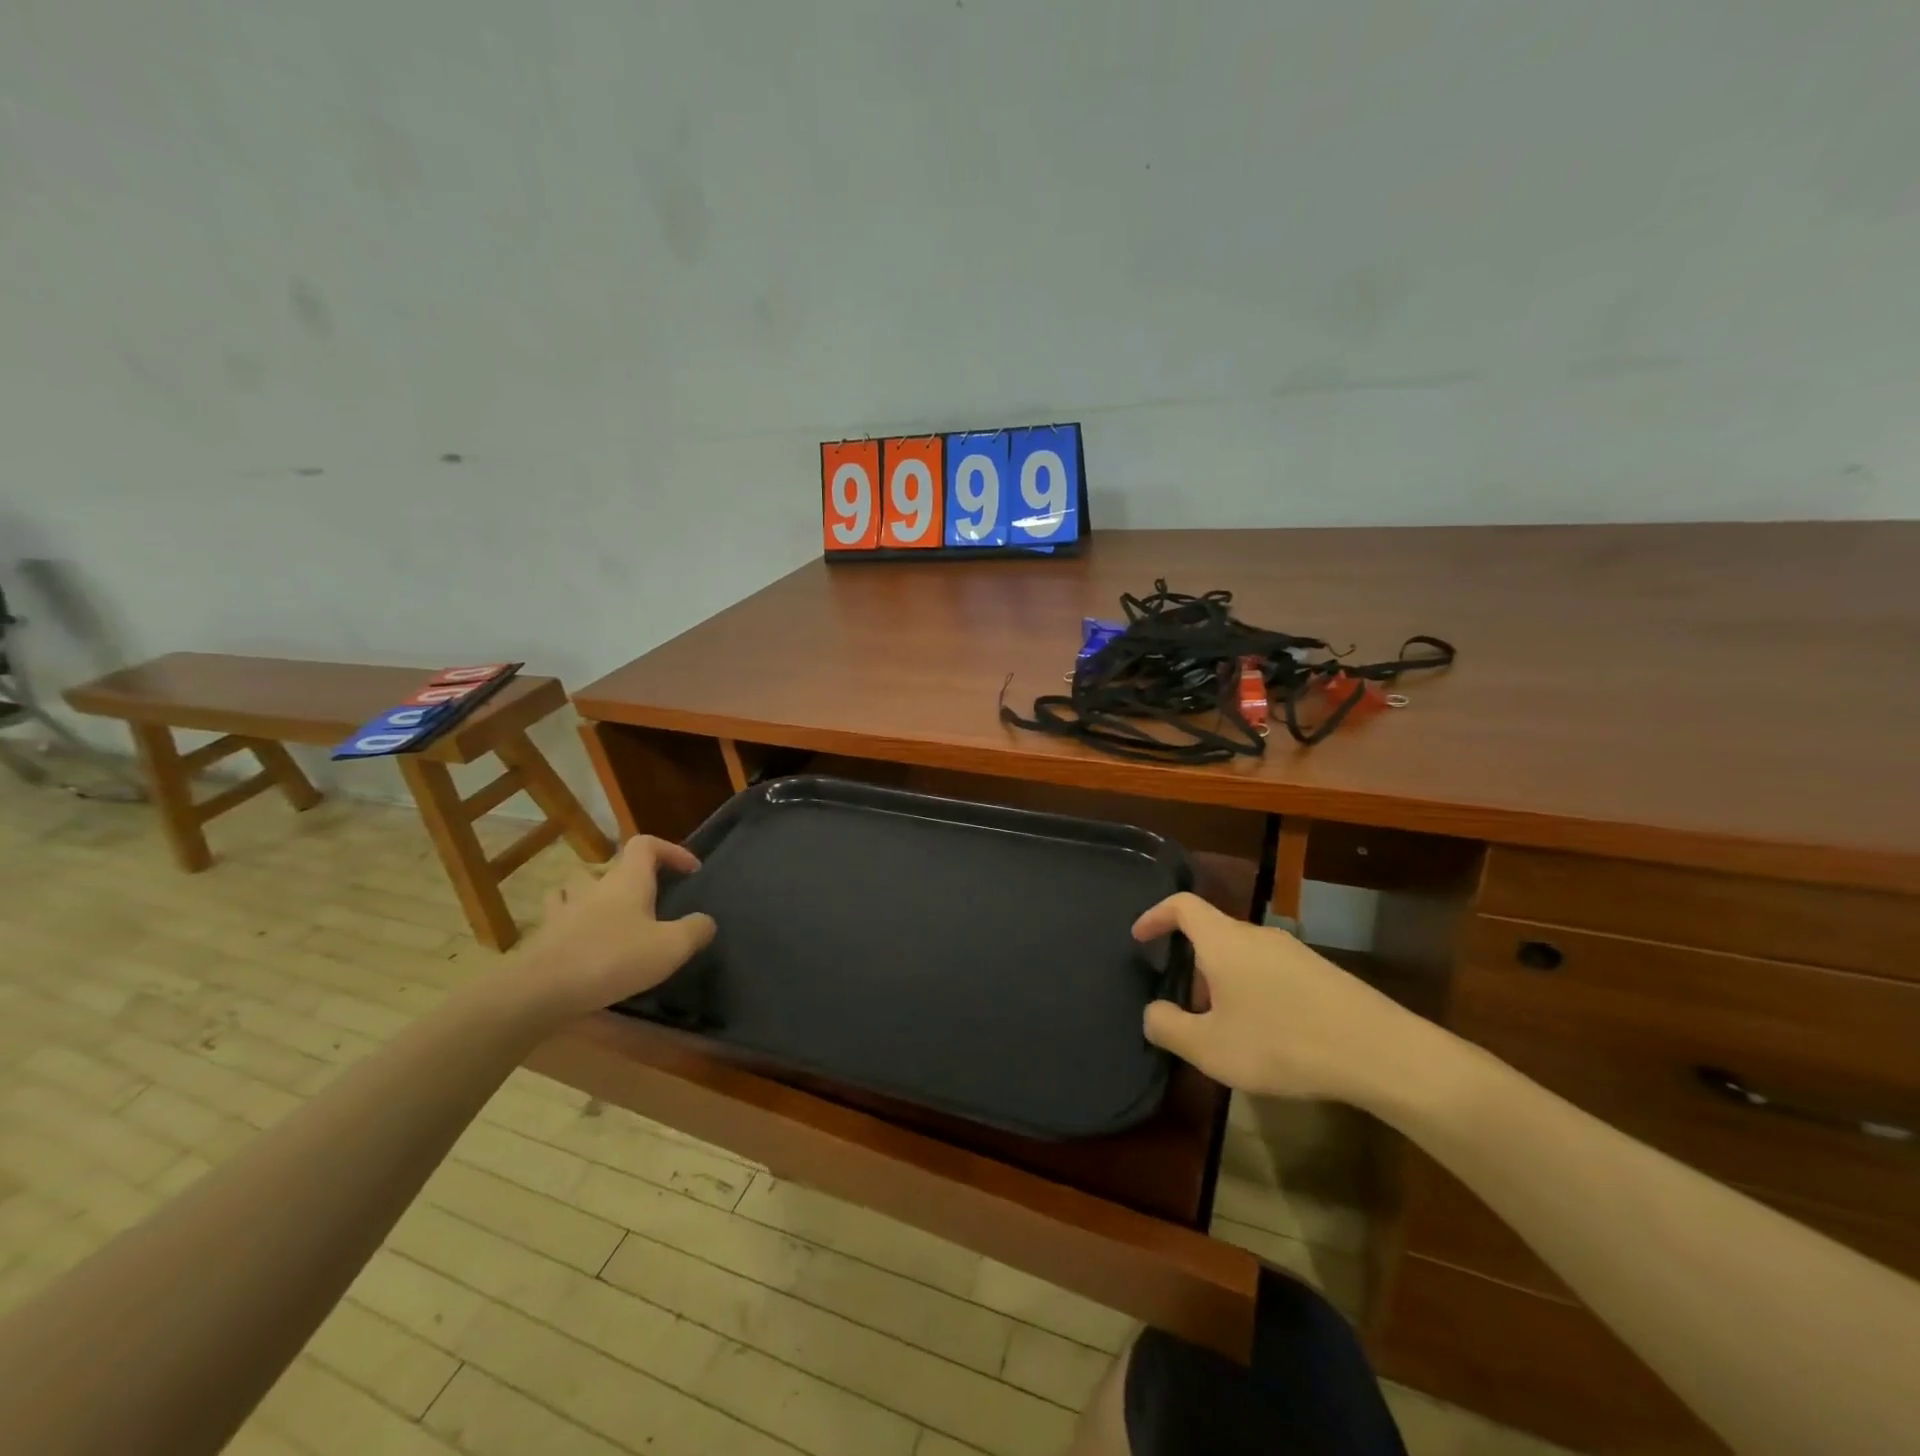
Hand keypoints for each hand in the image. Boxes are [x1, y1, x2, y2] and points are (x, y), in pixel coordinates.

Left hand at [512, 835, 716, 1021]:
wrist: (539, 990)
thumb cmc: (612, 959)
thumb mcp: (670, 948)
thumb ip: (695, 930)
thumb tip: (706, 921)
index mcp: (627, 880)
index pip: (646, 844)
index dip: (670, 850)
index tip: (690, 871)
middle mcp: (594, 886)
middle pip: (611, 865)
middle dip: (632, 877)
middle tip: (649, 900)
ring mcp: (562, 909)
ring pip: (575, 886)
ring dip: (592, 892)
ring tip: (607, 913)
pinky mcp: (542, 936)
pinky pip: (556, 917)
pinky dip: (568, 921)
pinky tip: (578, 940)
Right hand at [1134, 891, 1439, 1106]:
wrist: (1378, 1051)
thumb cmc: (1281, 1042)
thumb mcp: (1210, 1048)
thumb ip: (1168, 1027)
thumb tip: (1152, 1012)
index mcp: (1224, 941)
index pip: (1182, 906)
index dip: (1155, 915)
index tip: (1140, 937)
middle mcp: (1257, 935)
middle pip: (1213, 933)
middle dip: (1193, 964)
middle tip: (1187, 1006)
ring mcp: (1294, 951)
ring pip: (1243, 955)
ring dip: (1224, 982)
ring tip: (1227, 1027)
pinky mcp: (1321, 973)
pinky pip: (1271, 971)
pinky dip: (1254, 991)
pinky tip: (1268, 1033)